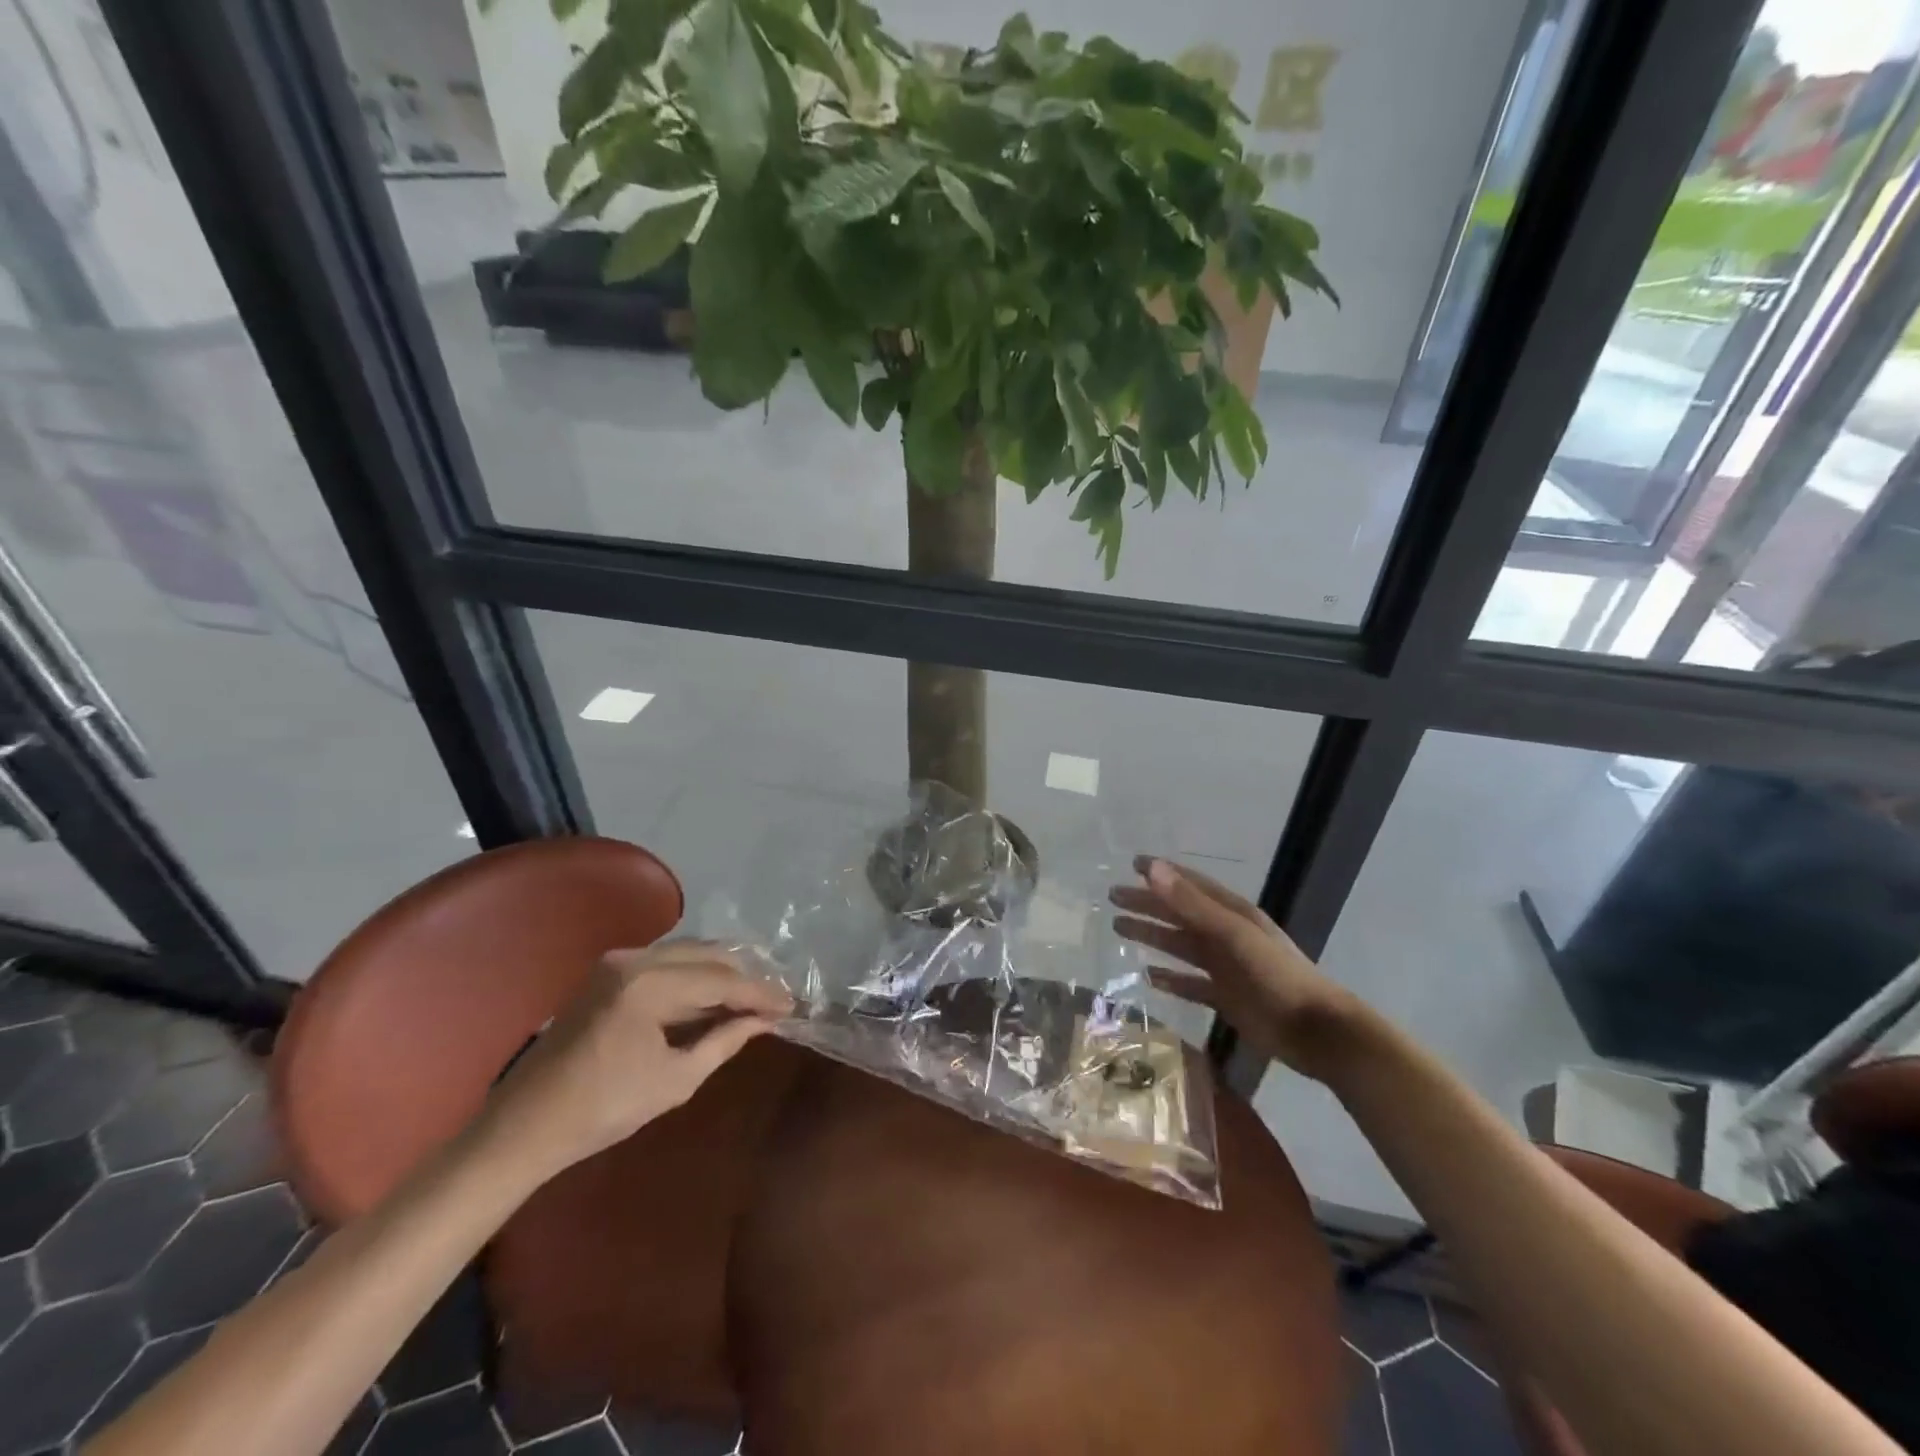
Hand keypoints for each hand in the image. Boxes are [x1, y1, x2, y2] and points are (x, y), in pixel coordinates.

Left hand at [480, 942, 793, 1181]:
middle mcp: (634, 959)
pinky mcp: (608, 971)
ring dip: (721, 973)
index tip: (791, 1006)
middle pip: (708, 955)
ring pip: (689, 953)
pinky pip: (666, 962)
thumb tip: (762, 1022)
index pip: (721, 980)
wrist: (524, 1125)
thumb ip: (724, 1041)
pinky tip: (713, 996)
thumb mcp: (675, 1080)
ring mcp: (617, 961)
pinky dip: (695, 976)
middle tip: (775, 1000)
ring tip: (751, 997)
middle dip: (745, 977)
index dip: (760, 993)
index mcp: (648, 985)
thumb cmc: (601, 1110)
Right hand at [1110, 857, 1366, 1080]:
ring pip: (1180, 946)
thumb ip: (1192, 904)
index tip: (1132, 864)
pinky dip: (1171, 978)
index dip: (1163, 873)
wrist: (1317, 1032)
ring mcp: (1226, 968)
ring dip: (1152, 935)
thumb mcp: (1234, 934)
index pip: (1190, 885)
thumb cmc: (1277, 977)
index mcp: (1232, 914)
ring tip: (1119, 928)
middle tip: (1113, 897)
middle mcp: (1227, 936)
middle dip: (1147, 904)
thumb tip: (1152, 870)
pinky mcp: (1226, 998)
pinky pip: (1190, 984)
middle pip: (1179, 914)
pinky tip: (1149, 977)